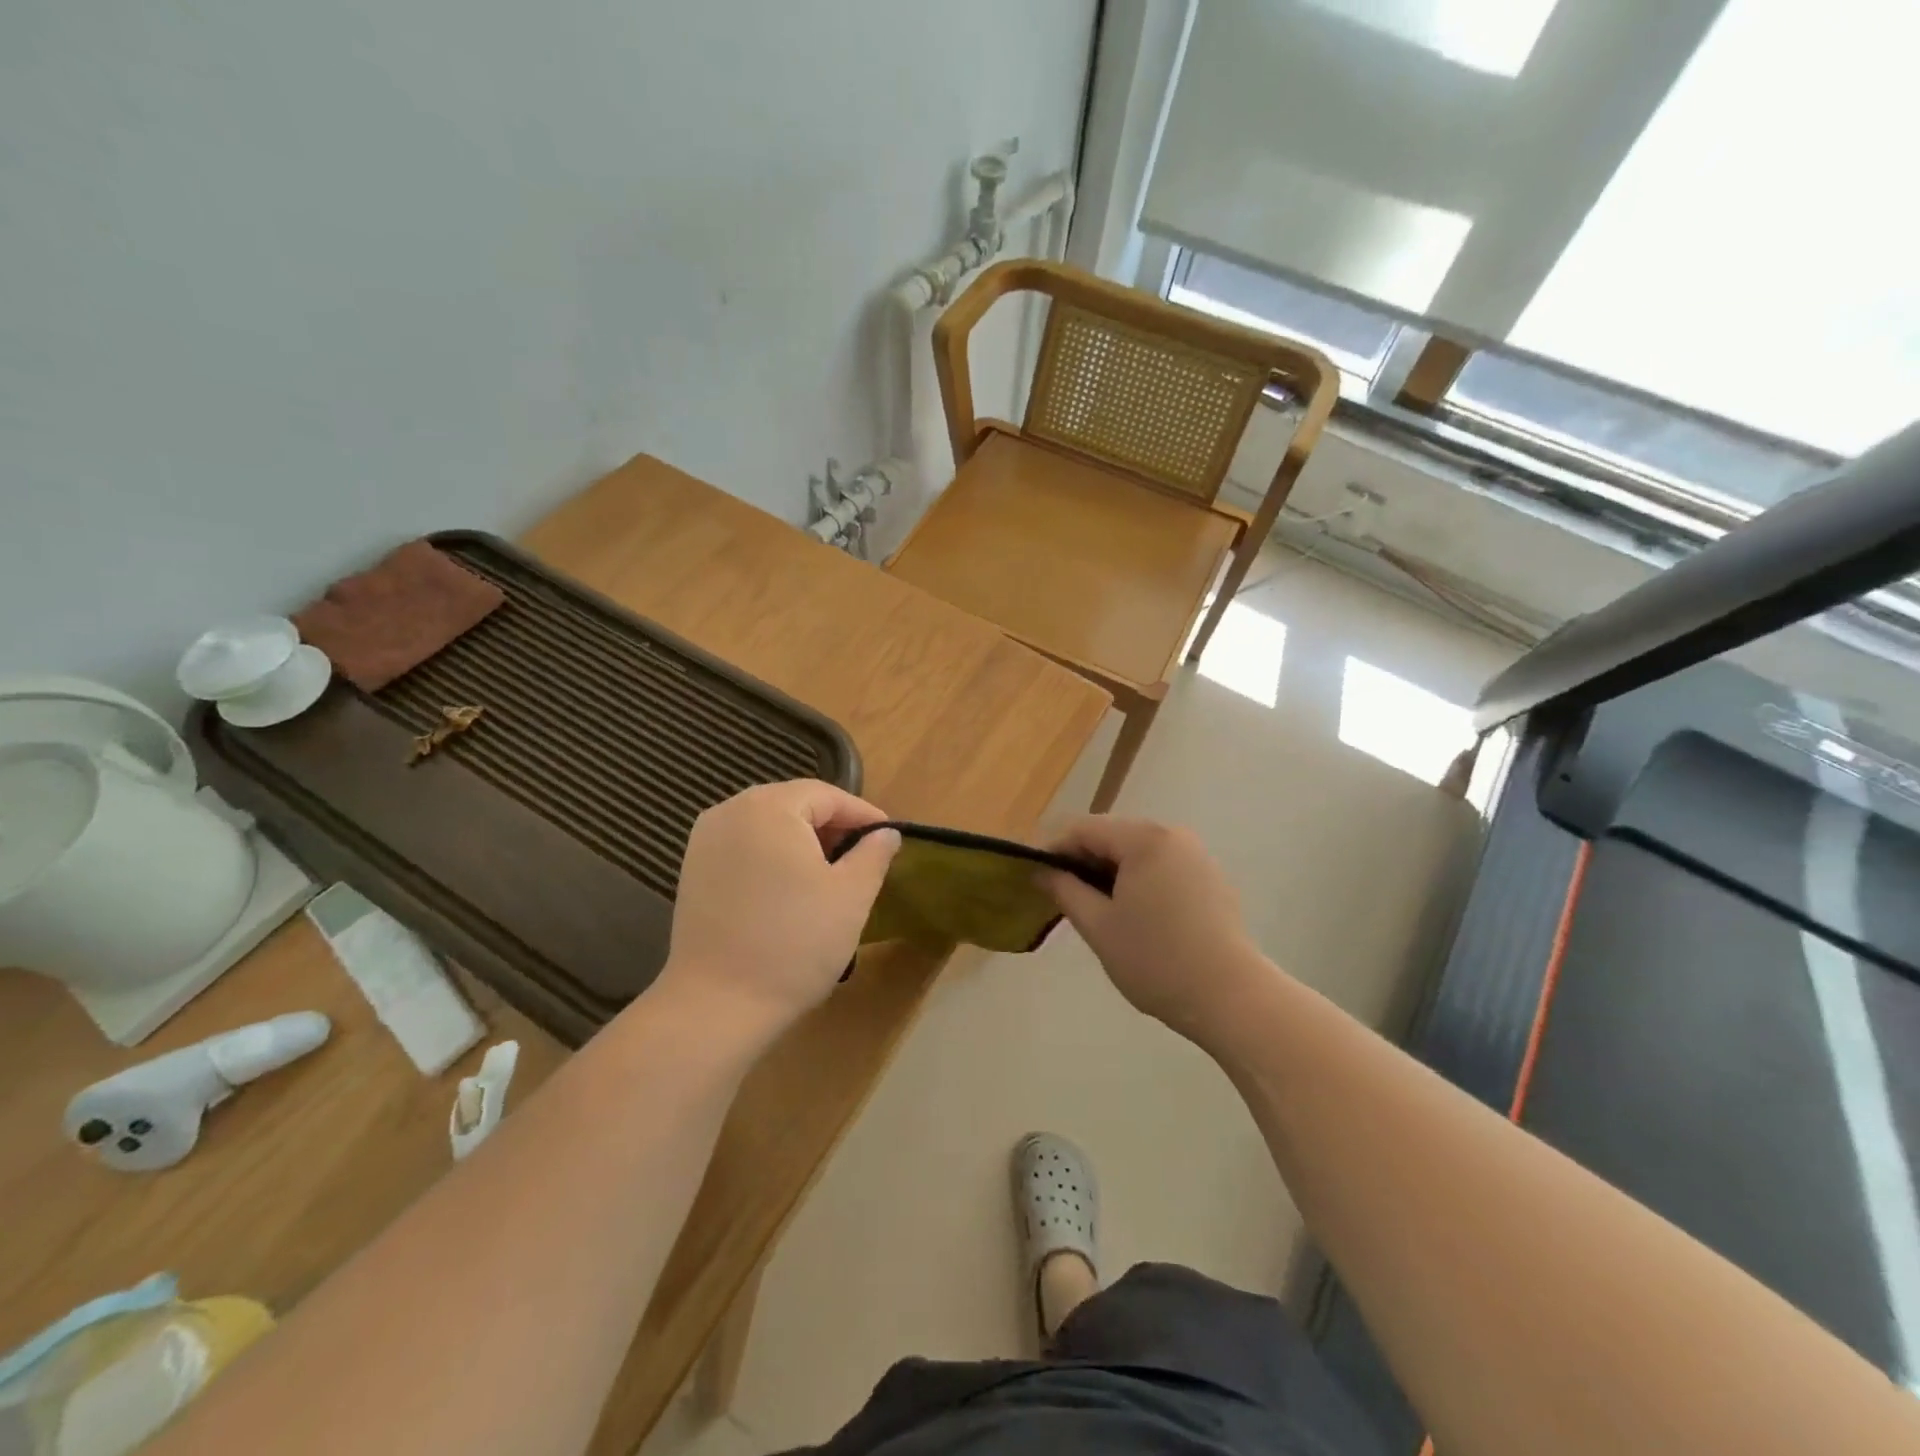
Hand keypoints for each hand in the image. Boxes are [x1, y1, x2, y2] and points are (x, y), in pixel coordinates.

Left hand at [658, 780, 899, 1035]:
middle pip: (794, 805)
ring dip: (803, 843)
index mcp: (769, 807)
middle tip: (863, 859)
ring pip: (768, 826)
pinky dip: (773, 858)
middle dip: (832, 827)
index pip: (827, 796)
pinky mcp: (693, 871)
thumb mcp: (851, 895)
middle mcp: (730, 811)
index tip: (889, 840)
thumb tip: (886, 834)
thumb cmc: (794, 943)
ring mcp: (705, 841)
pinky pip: (745, 847)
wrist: (717, 1006)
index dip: (863, 815)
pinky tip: (790, 891)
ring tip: (831, 876)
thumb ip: (874, 854)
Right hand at [1038, 816, 1270, 1043]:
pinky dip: (1137, 880)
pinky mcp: (1210, 879)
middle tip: (1057, 893)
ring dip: (1109, 871)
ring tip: (1091, 905)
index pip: (1084, 829)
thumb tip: (1041, 871)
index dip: (1053, 849)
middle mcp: (1173, 836)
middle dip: (1081, 860)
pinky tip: (1130, 913)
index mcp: (1145, 839)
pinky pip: (1161, 867)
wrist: (1231, 998)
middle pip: (1112, 836)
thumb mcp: (1099, 926)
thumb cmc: (1157, 960)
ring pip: (1137, 852)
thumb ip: (1065, 890)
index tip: (1031, 875)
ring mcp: (1196, 856)